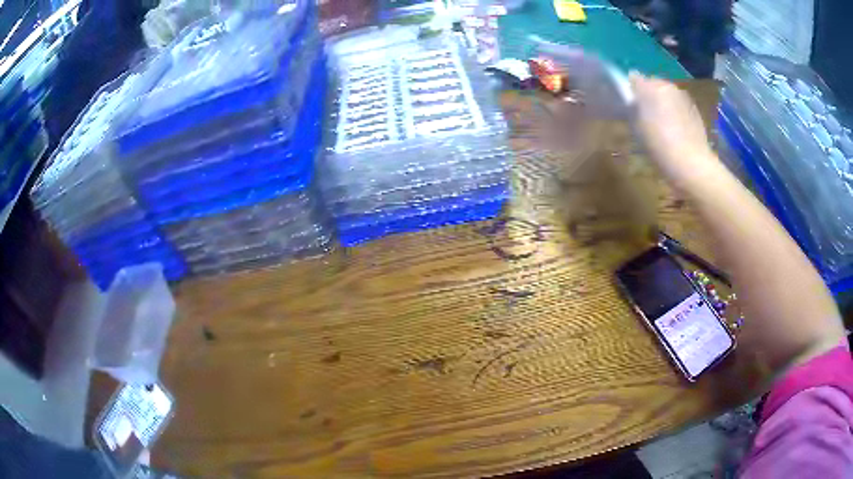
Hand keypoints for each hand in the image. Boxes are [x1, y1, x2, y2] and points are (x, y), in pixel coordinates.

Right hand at [629, 73, 715, 185]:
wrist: (691, 164)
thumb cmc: (659, 144)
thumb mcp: (636, 125)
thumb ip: (632, 103)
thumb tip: (631, 92)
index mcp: (652, 85)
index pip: (635, 79)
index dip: (631, 91)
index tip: (629, 106)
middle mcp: (669, 86)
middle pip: (654, 86)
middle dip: (649, 97)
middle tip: (645, 118)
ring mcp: (685, 98)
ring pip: (668, 97)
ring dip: (664, 106)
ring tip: (661, 128)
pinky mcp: (696, 112)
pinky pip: (680, 108)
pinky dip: (676, 116)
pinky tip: (675, 134)